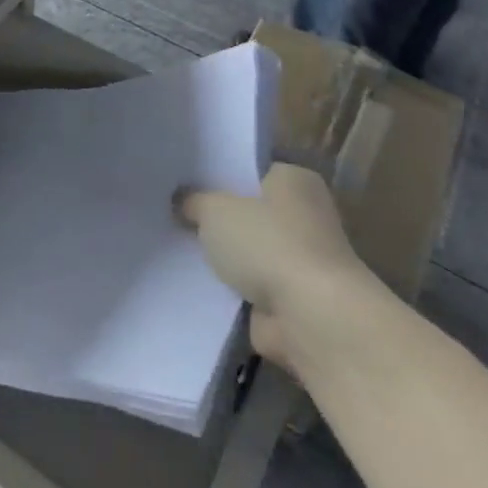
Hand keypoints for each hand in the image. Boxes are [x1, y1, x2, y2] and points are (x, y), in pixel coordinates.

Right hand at [174, 163, 366, 372]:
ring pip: (250, 251)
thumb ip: (195, 201)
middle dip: (221, 217)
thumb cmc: (268, 243)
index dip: (220, 175)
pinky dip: (232, 289)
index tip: (187, 181)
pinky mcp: (294, 299)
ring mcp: (302, 260)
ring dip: (226, 257)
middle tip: (177, 213)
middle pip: (251, 211)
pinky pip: (251, 286)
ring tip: (180, 247)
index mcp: (295, 180)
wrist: (311, 318)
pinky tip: (196, 283)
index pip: (252, 170)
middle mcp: (306, 215)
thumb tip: (182, 201)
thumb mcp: (214, 209)